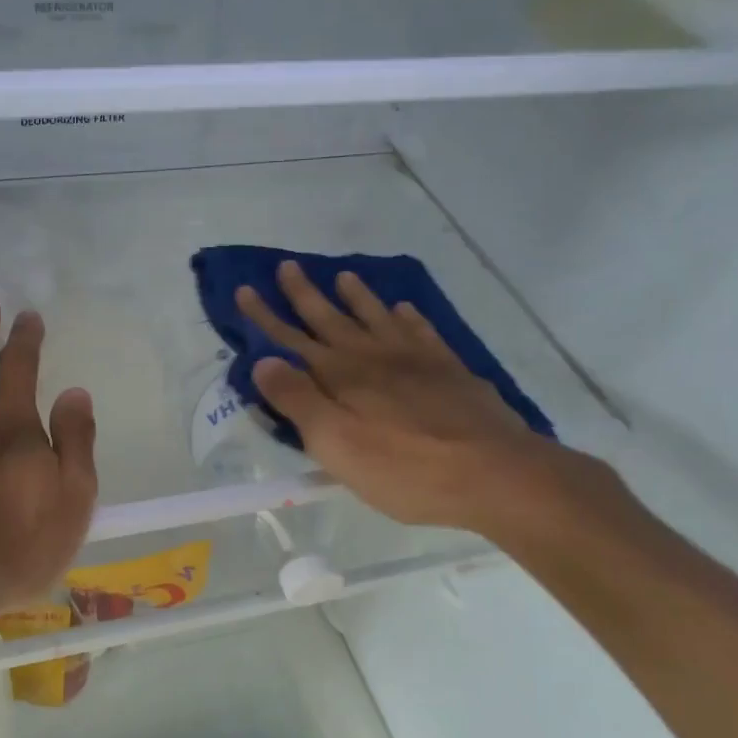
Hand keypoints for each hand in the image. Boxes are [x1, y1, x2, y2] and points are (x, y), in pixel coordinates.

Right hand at [235, 262, 613, 539]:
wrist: (492, 472)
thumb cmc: (404, 468)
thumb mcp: (336, 444)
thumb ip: (298, 401)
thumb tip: (264, 361)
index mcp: (341, 376)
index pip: (292, 340)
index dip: (266, 317)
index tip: (245, 289)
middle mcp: (374, 357)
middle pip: (332, 319)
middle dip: (305, 294)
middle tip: (287, 266)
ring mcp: (416, 359)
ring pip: (377, 317)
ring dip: (357, 297)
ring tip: (343, 275)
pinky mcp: (449, 370)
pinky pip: (422, 331)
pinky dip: (409, 317)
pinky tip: (405, 308)